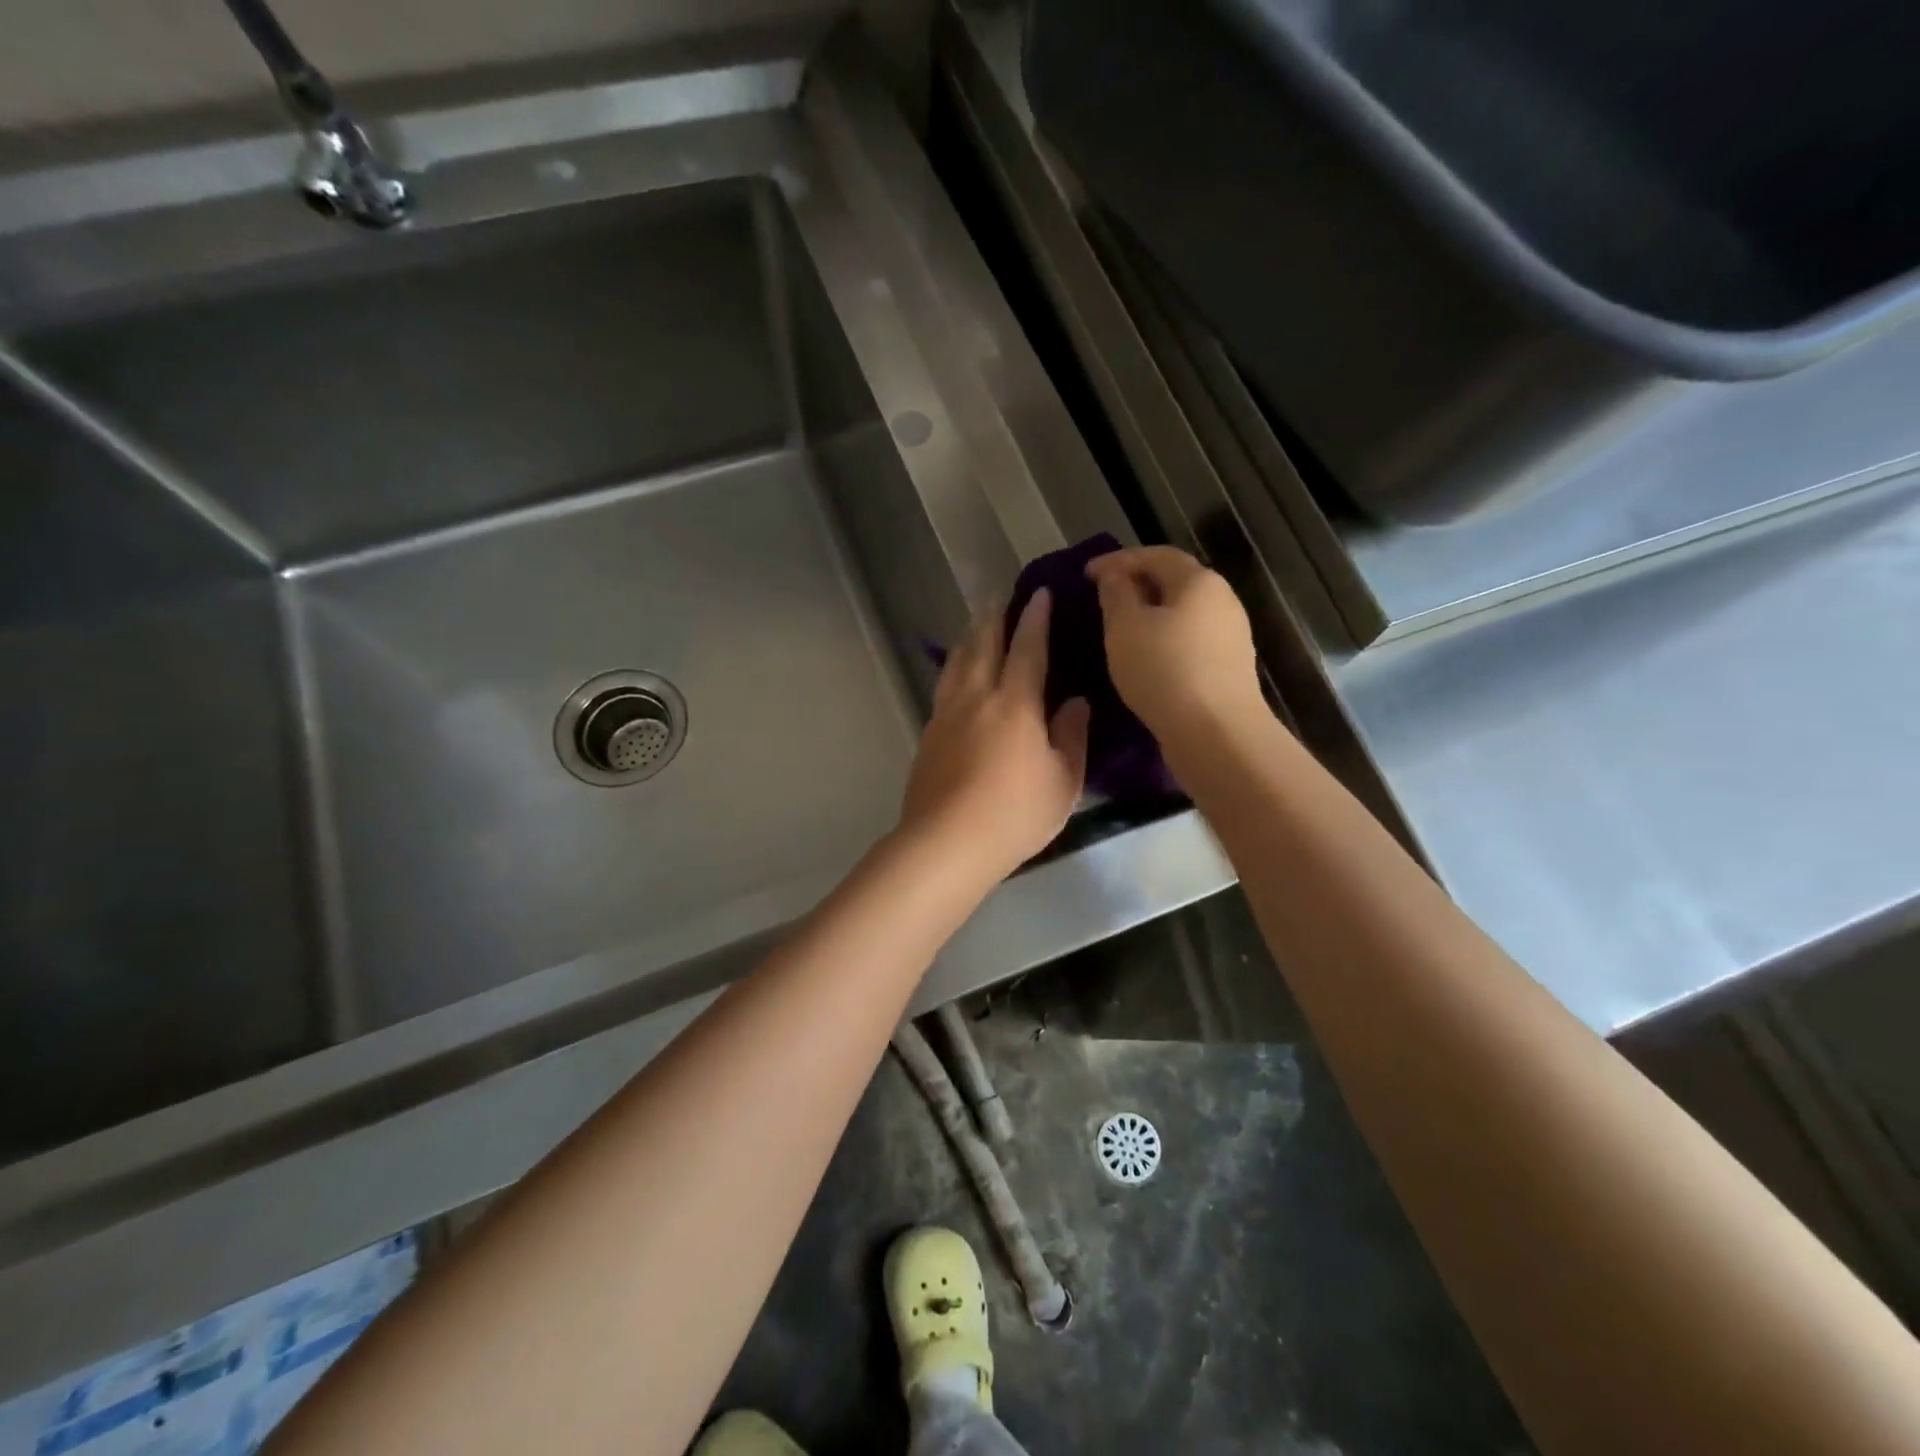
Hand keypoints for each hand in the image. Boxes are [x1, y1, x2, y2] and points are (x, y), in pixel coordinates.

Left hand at [897, 590, 1089, 884]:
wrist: (946, 843)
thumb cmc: (1015, 815)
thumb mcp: (1063, 781)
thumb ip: (1071, 736)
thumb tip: (1075, 702)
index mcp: (1015, 703)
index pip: (1027, 647)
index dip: (1035, 618)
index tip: (1038, 593)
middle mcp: (976, 697)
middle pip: (982, 644)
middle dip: (994, 617)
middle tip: (1001, 597)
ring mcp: (946, 714)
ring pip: (957, 661)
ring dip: (969, 636)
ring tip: (976, 625)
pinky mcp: (928, 735)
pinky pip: (944, 685)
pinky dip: (955, 667)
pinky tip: (957, 675)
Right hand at [1086, 546, 1262, 748]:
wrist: (1217, 734)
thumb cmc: (1164, 671)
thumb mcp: (1125, 628)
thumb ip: (1116, 595)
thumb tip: (1115, 577)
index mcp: (1199, 581)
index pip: (1155, 555)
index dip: (1118, 560)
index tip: (1086, 574)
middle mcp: (1222, 600)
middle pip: (1175, 582)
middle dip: (1137, 585)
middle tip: (1104, 598)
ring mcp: (1231, 636)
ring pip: (1183, 614)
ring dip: (1151, 615)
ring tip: (1120, 630)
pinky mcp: (1229, 668)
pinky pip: (1190, 641)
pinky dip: (1164, 640)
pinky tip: (1146, 658)